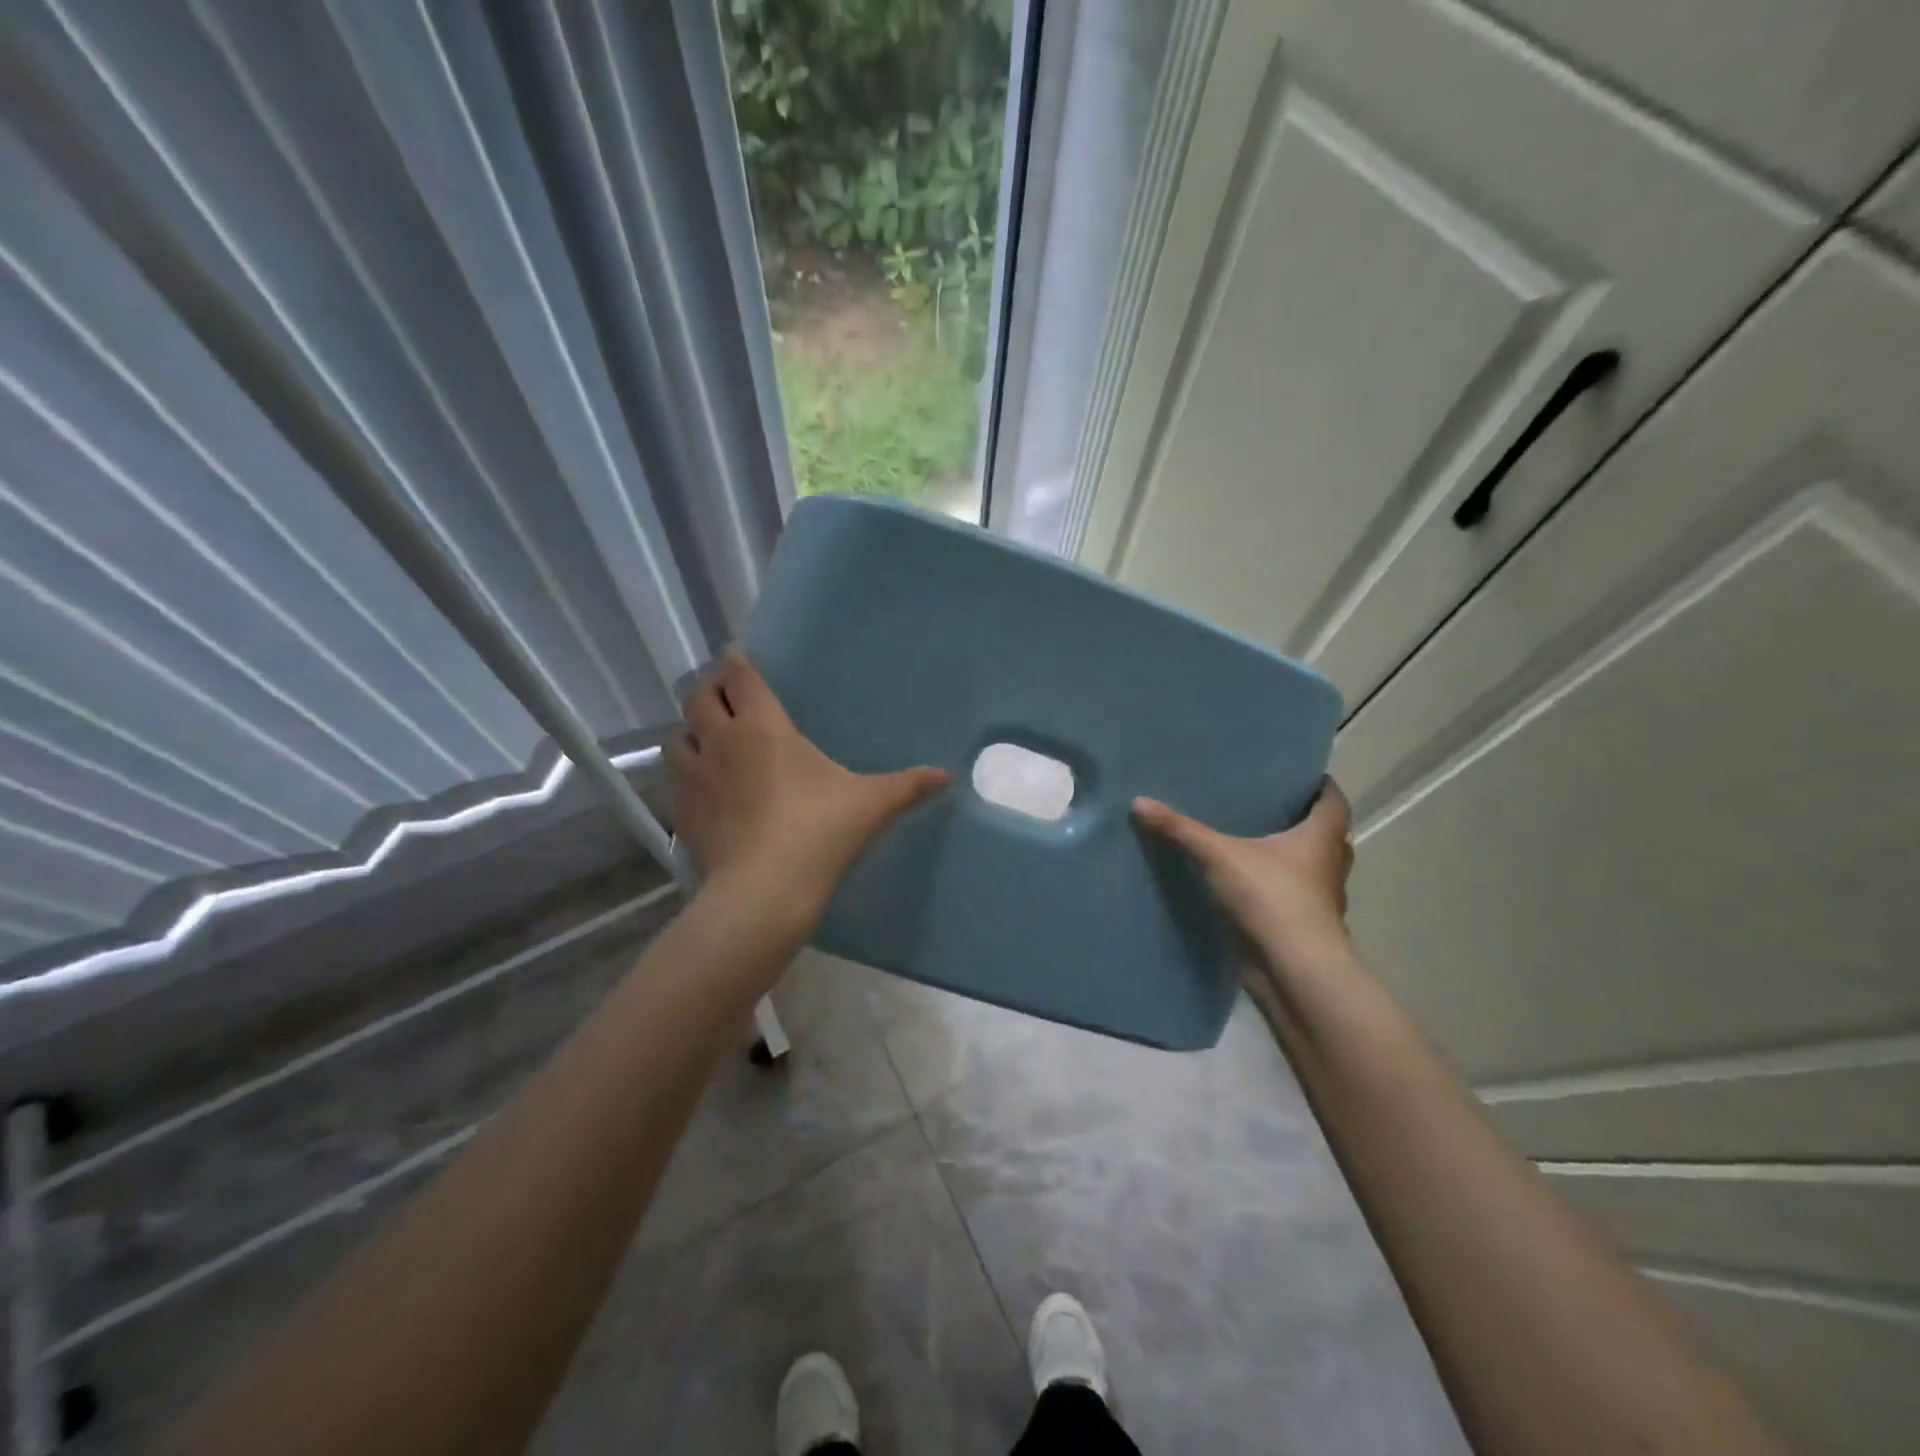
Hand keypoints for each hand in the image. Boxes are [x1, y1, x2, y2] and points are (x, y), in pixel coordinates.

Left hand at [666, 649, 949, 922]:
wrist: (765, 890)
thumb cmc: (820, 832)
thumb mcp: (871, 805)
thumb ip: (908, 785)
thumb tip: (948, 775)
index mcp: (764, 727)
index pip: (741, 678)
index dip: (736, 662)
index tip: (735, 655)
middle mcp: (721, 741)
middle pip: (698, 697)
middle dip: (708, 689)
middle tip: (724, 694)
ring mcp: (695, 778)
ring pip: (677, 737)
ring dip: (691, 731)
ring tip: (706, 739)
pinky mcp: (682, 813)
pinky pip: (674, 781)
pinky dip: (686, 775)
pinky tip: (704, 790)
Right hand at [1132, 780, 1354, 974]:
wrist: (1292, 968)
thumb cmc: (1270, 896)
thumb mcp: (1217, 855)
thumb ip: (1180, 829)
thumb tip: (1139, 801)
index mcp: (1321, 837)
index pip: (1333, 801)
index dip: (1320, 787)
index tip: (1298, 777)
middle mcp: (1329, 865)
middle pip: (1327, 836)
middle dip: (1303, 823)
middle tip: (1267, 809)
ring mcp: (1321, 901)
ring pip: (1312, 871)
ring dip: (1292, 861)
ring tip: (1253, 848)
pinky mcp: (1304, 928)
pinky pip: (1294, 901)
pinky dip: (1277, 893)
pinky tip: (1248, 890)